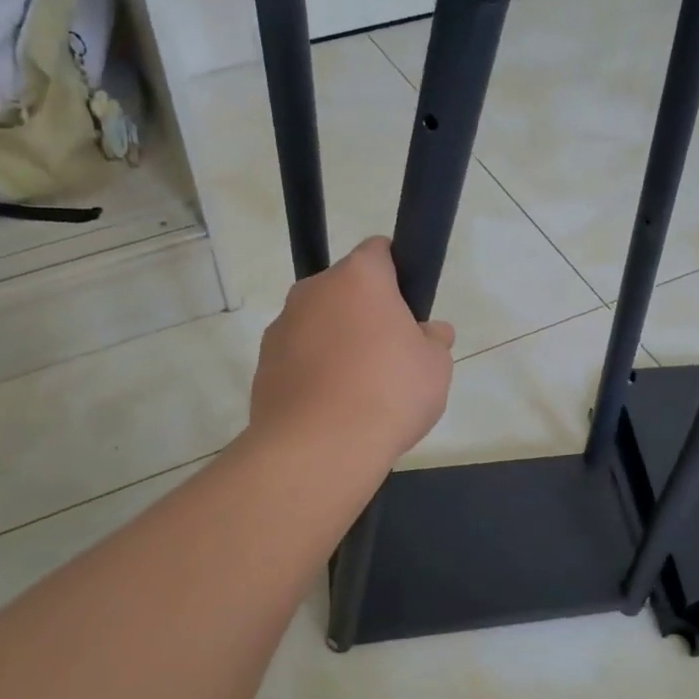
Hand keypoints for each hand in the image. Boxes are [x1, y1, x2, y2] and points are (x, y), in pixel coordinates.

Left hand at [250, 236, 455, 467]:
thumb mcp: (435, 367)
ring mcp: (282, 325)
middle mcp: (313, 290)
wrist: (317, 447)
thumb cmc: (388, 393)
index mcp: (359, 277)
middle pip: (345, 288)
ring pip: (318, 322)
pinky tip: (330, 406)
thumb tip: (431, 333)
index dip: (395, 272)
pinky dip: (312, 370)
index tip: (406, 306)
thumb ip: (434, 341)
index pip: (378, 250)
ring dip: (336, 341)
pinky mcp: (262, 362)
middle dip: (365, 311)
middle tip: (390, 353)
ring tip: (357, 388)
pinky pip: (297, 355)